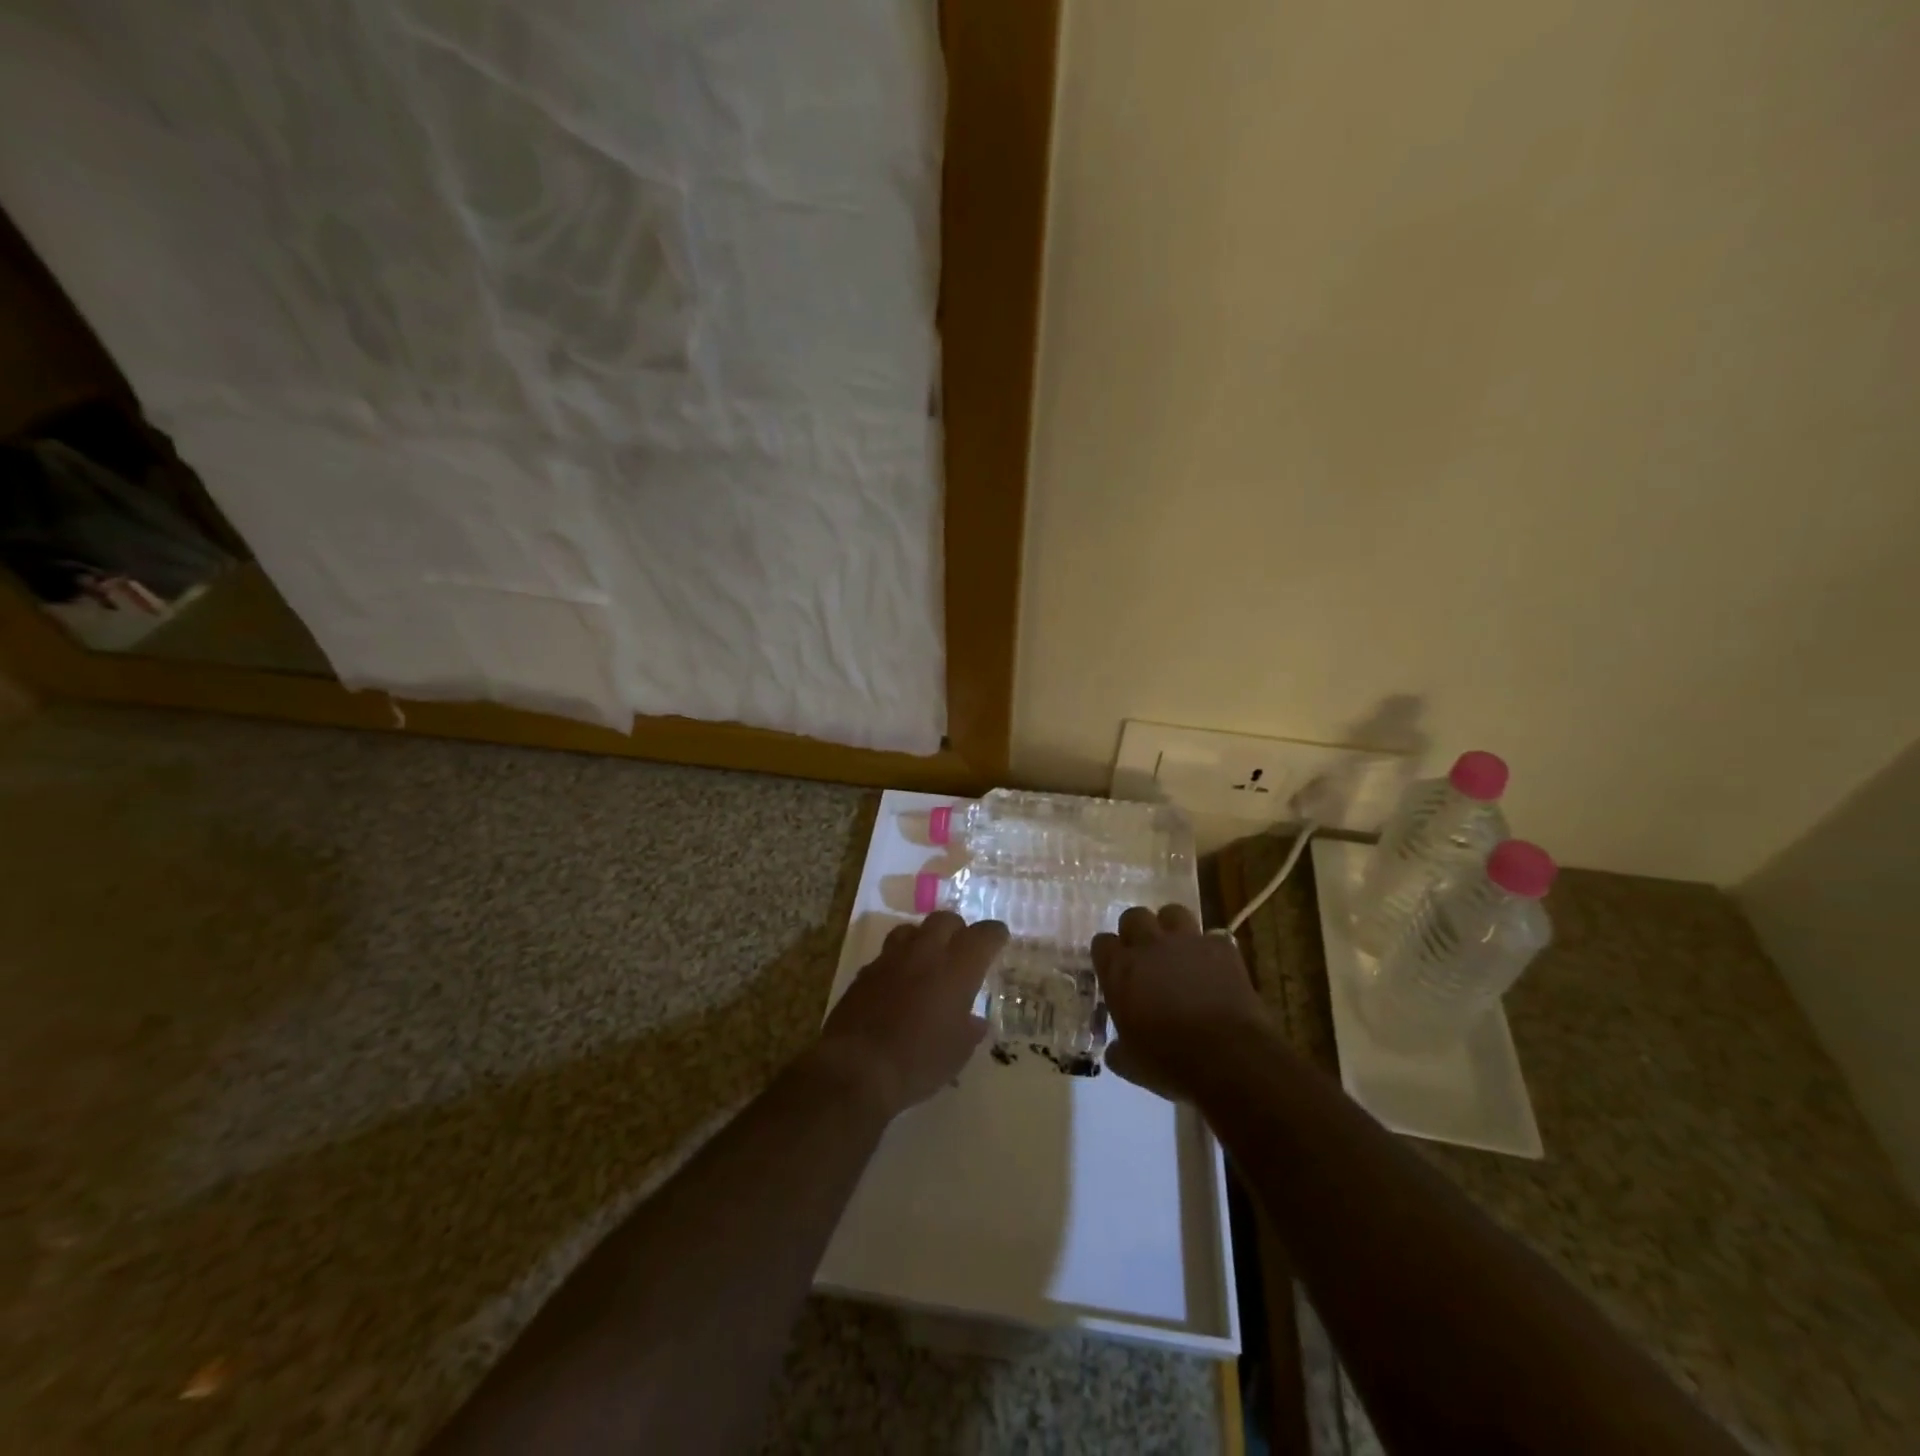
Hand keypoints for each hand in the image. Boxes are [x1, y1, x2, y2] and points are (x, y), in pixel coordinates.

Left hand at [814, 911, 1007, 1117]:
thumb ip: (970, 1029)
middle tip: (962, 949)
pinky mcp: (865, 971)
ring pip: (912, 929)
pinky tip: (899, 983)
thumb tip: (975, 1020)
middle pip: (945, 919)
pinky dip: (899, 961)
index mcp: (957, 968)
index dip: (995, 934)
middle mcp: (925, 952)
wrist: (857, 1068)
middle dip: (958, 929)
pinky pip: (887, 954)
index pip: (983, 935)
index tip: (999, 938)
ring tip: (928, 960)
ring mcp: (891, 958)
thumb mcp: (958, 1052)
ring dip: (924, 938)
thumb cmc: (919, 1061)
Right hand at [1092, 904, 1271, 1099]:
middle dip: (1137, 932)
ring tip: (1178, 951)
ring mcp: (1187, 942)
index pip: (1102, 943)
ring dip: (1172, 928)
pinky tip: (1214, 968)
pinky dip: (1211, 950)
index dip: (1108, 955)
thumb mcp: (1131, 1064)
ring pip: (1173, 912)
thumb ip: (1118, 1049)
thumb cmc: (1170, 1062)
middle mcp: (1148, 946)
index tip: (1114, 971)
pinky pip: (1213, 936)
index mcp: (1119, 969)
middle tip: (1144, 956)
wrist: (1228, 1057)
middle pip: (1134, 916)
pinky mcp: (1221, 947)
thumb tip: (1116, 1050)